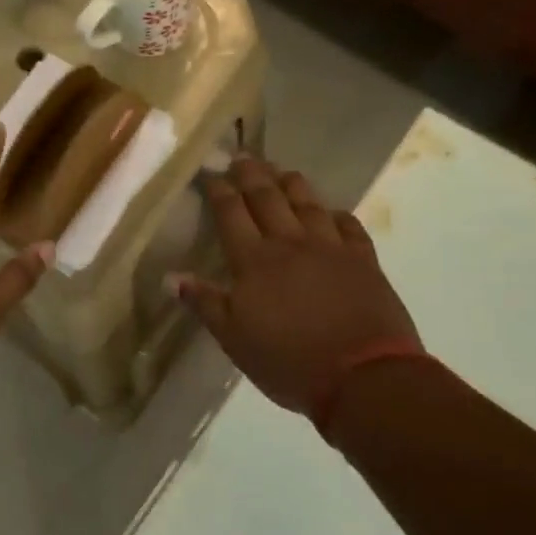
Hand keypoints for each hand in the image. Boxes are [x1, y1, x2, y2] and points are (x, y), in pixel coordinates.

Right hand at [174, 156, 420, 423]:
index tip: (210, 173)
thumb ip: (204, 303)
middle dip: (252, 174)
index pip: (231, 213)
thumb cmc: (289, 361)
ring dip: (292, 183)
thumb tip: (170, 275)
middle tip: (242, 156)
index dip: (219, 190)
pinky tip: (331, 212)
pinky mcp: (364, 261)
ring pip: (308, 203)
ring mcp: (331, 248)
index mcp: (254, 261)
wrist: (364, 378)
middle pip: (268, 197)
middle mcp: (290, 243)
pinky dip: (336, 214)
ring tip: (281, 171)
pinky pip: (349, 226)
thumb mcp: (234, 339)